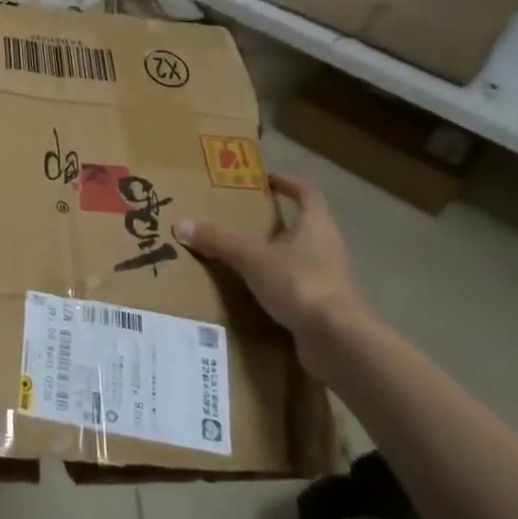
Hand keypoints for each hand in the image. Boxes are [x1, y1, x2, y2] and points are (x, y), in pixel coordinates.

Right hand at [174, 173, 367, 359]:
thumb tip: (181, 223)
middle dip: (277, 221)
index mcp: (317, 225)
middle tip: (245, 218)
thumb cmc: (299, 283)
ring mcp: (330, 277)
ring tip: (245, 255)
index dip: (288, 183)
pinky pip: (298, 284)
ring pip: (301, 256)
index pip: (307, 193)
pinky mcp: (325, 305)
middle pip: (304, 225)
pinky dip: (279, 282)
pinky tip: (257, 290)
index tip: (267, 179)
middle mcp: (328, 246)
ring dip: (278, 253)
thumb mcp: (251, 258)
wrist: (336, 338)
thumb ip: (218, 241)